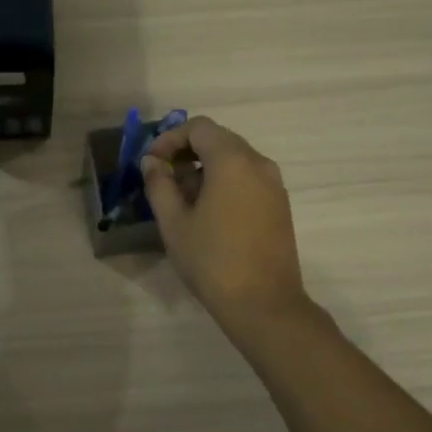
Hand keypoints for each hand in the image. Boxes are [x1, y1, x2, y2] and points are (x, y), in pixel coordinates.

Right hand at [140, 116, 310, 335]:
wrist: (264, 303)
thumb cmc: (212, 260)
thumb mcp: (174, 222)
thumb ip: (159, 185)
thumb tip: (151, 162)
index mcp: (233, 160)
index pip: (199, 127)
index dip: (170, 139)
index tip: (151, 163)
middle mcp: (259, 163)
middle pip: (218, 139)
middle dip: (187, 152)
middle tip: (162, 179)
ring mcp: (274, 185)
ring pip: (234, 159)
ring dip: (205, 168)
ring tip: (181, 199)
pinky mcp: (280, 205)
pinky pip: (248, 178)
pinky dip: (224, 182)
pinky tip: (207, 212)